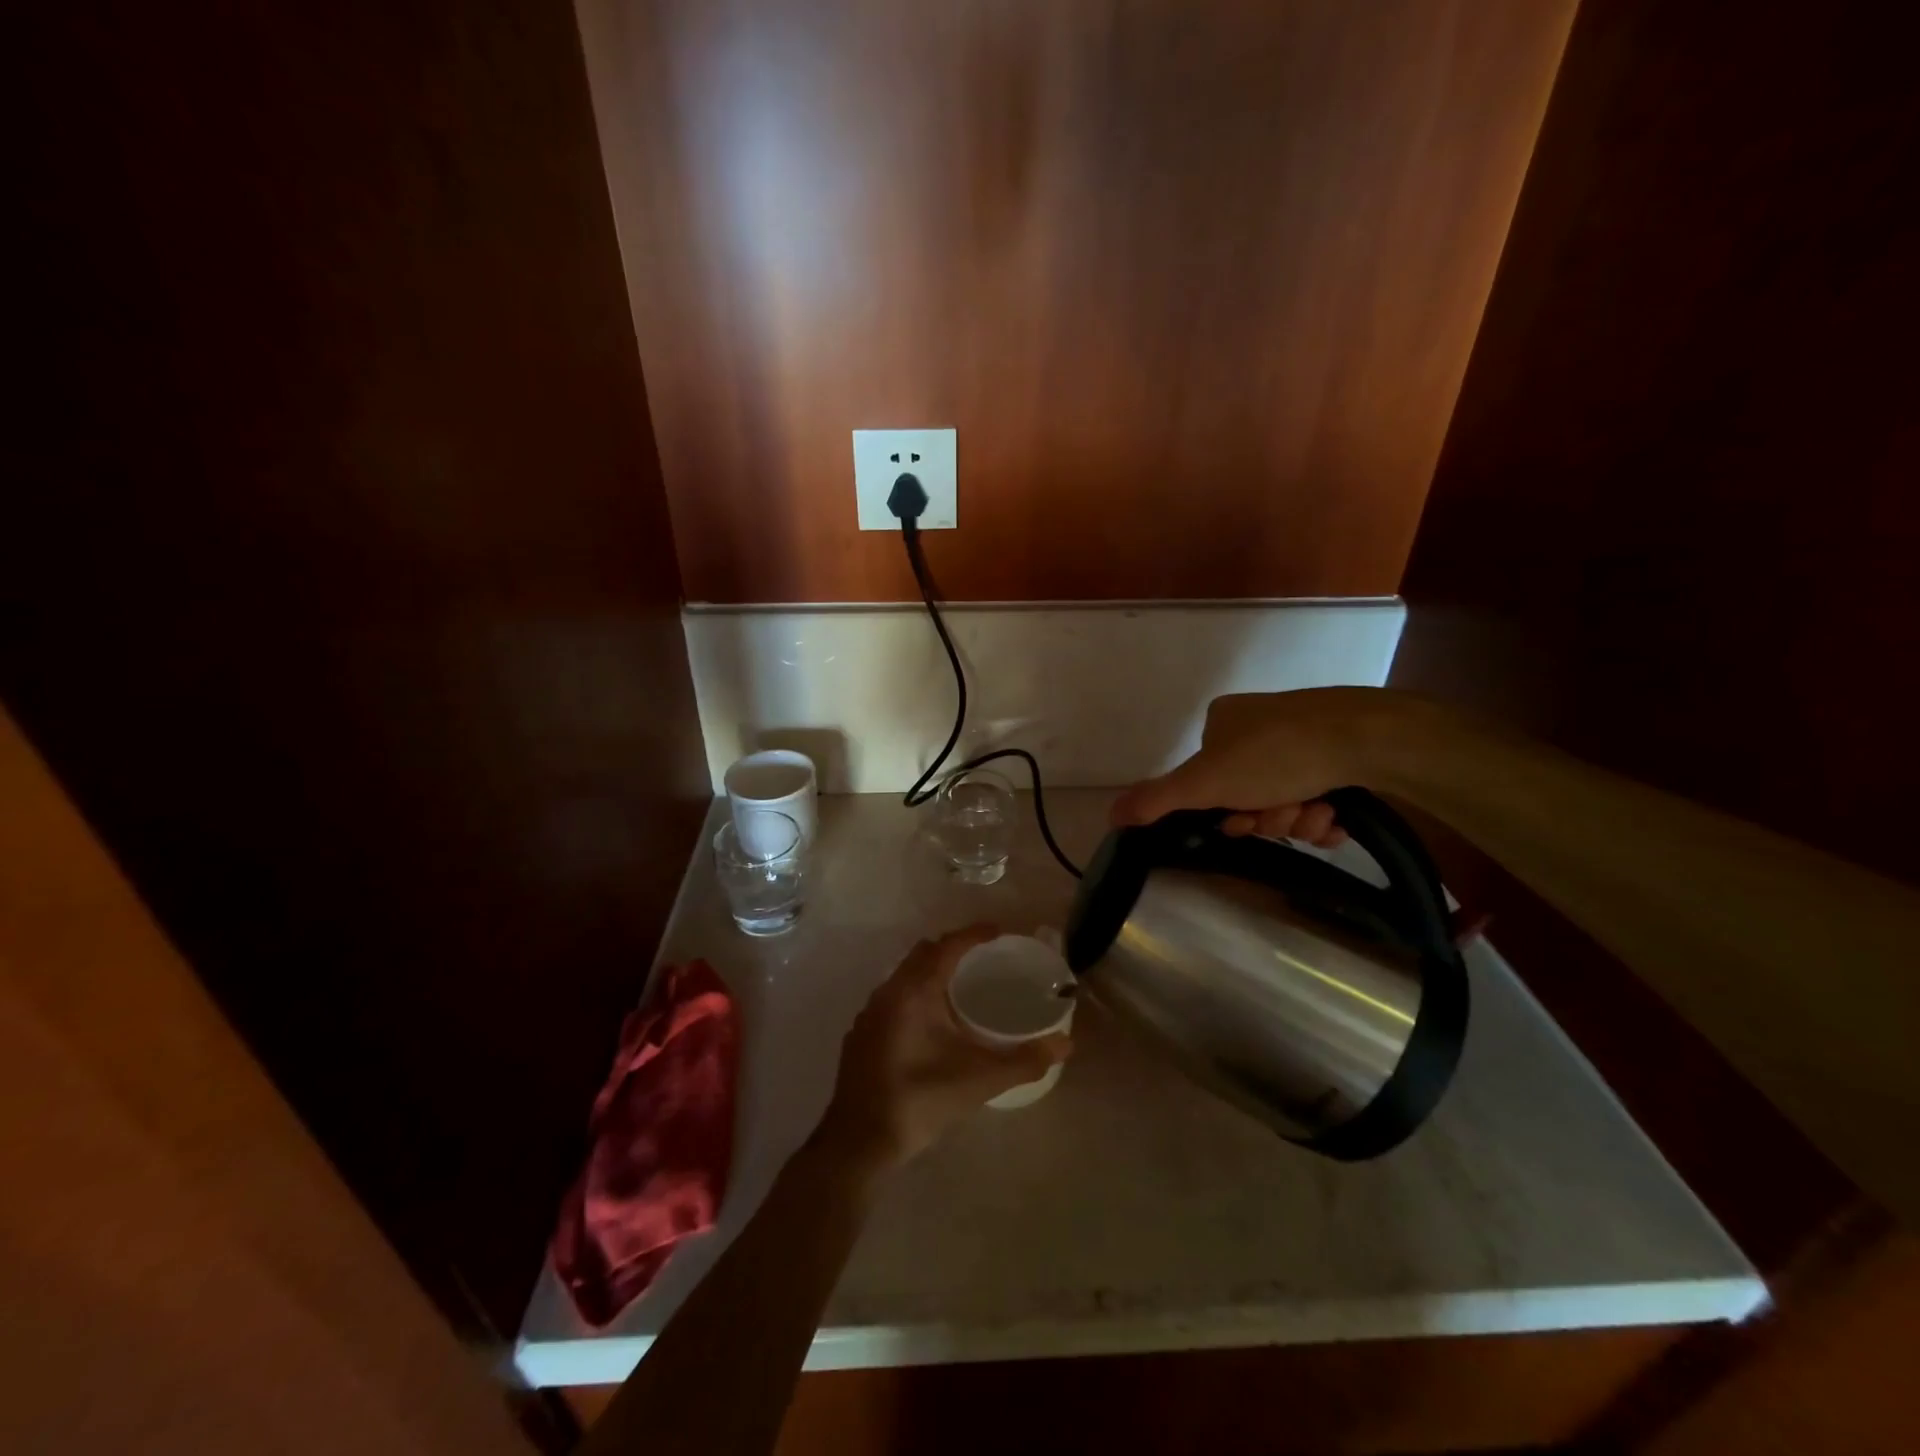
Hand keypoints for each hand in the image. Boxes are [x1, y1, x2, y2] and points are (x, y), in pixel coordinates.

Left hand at [816, 925, 1072, 1174]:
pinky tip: (930, 1024)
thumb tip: (1066, 1043)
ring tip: (961, 987)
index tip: (1000, 932)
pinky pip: (892, 998)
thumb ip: (1024, 1060)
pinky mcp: (861, 1035)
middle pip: (923, 954)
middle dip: (953, 949)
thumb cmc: (920, 1101)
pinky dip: (914, 995)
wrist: (858, 1143)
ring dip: (931, 973)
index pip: (947, 946)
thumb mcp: (979, 1080)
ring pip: (904, 976)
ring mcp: (869, 1014)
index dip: (974, 934)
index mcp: (913, 991)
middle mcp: (888, 992)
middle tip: (984, 959)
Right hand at [1109, 687, 1419, 843]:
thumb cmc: (1277, 754)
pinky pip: (1319, 798)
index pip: (1208, 782)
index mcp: (1223, 722)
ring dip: (1298, 820)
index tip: (1243, 819)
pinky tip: (1337, 816)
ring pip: (1286, 801)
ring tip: (1319, 812)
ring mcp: (1303, 737)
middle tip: (1285, 814)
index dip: (1224, 811)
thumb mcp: (1205, 781)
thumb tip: (1109, 815)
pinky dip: (1324, 815)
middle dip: (1267, 816)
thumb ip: (1157, 799)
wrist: (1369, 738)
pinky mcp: (1342, 753)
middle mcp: (1260, 725)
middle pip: (1248, 795)